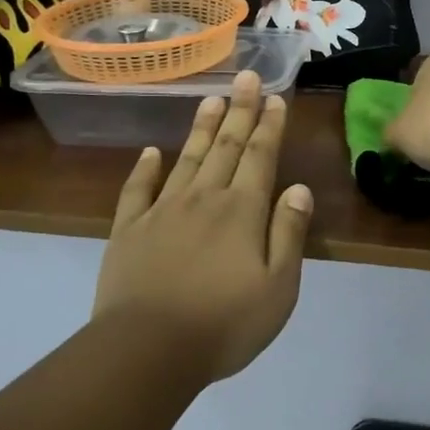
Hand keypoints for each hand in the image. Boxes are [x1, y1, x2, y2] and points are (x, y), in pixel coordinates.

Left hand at [92, 70, 313, 382]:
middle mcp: (204, 199)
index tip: (274, 97)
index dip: (269, 125)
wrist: (146, 352)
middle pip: (226, 147)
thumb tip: (300, 188)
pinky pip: (137, 191)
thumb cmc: (224, 324)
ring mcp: (162, 212)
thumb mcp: (279, 287)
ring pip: (187, 159)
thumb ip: (289, 233)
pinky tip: (151, 152)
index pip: (260, 157)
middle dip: (240, 110)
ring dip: (202, 128)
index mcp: (243, 211)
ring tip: (211, 98)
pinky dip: (145, 168)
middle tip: (246, 77)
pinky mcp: (129, 231)